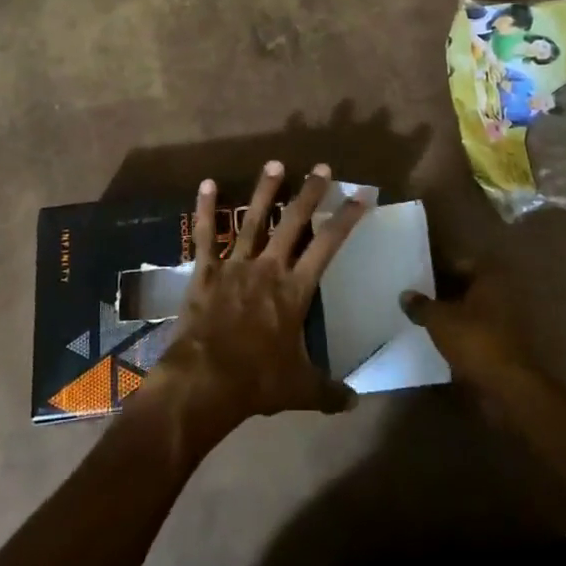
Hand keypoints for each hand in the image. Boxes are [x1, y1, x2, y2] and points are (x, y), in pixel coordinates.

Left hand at [137, 161, 370, 449]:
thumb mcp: (301, 389)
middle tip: (321, 168)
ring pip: (253, 220)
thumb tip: (356, 403)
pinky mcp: (205, 272)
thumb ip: (329, 391)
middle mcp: (268, 268)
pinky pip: (205, 236)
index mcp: (295, 290)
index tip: (361, 195)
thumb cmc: (257, 381)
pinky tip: (206, 184)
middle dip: (310, 194)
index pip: (328, 246)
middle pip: (293, 223)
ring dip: (265, 191)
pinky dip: (205, 210)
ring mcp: (234, 266)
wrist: (205, 380)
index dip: (346, 219)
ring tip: (275, 163)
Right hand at [399, 269, 535, 392]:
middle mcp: (501, 296)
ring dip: (452, 315)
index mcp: (489, 280)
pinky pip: (476, 332)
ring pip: (471, 311)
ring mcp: (504, 323)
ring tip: (424, 319)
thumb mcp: (439, 319)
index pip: (461, 264)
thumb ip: (421, 305)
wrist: (507, 387)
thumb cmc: (474, 340)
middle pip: (467, 288)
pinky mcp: (502, 347)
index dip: (439, 269)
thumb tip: (406, 295)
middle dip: (444, 292)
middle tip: (418, 297)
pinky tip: (440, 340)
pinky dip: (460, 334)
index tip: (419, 276)